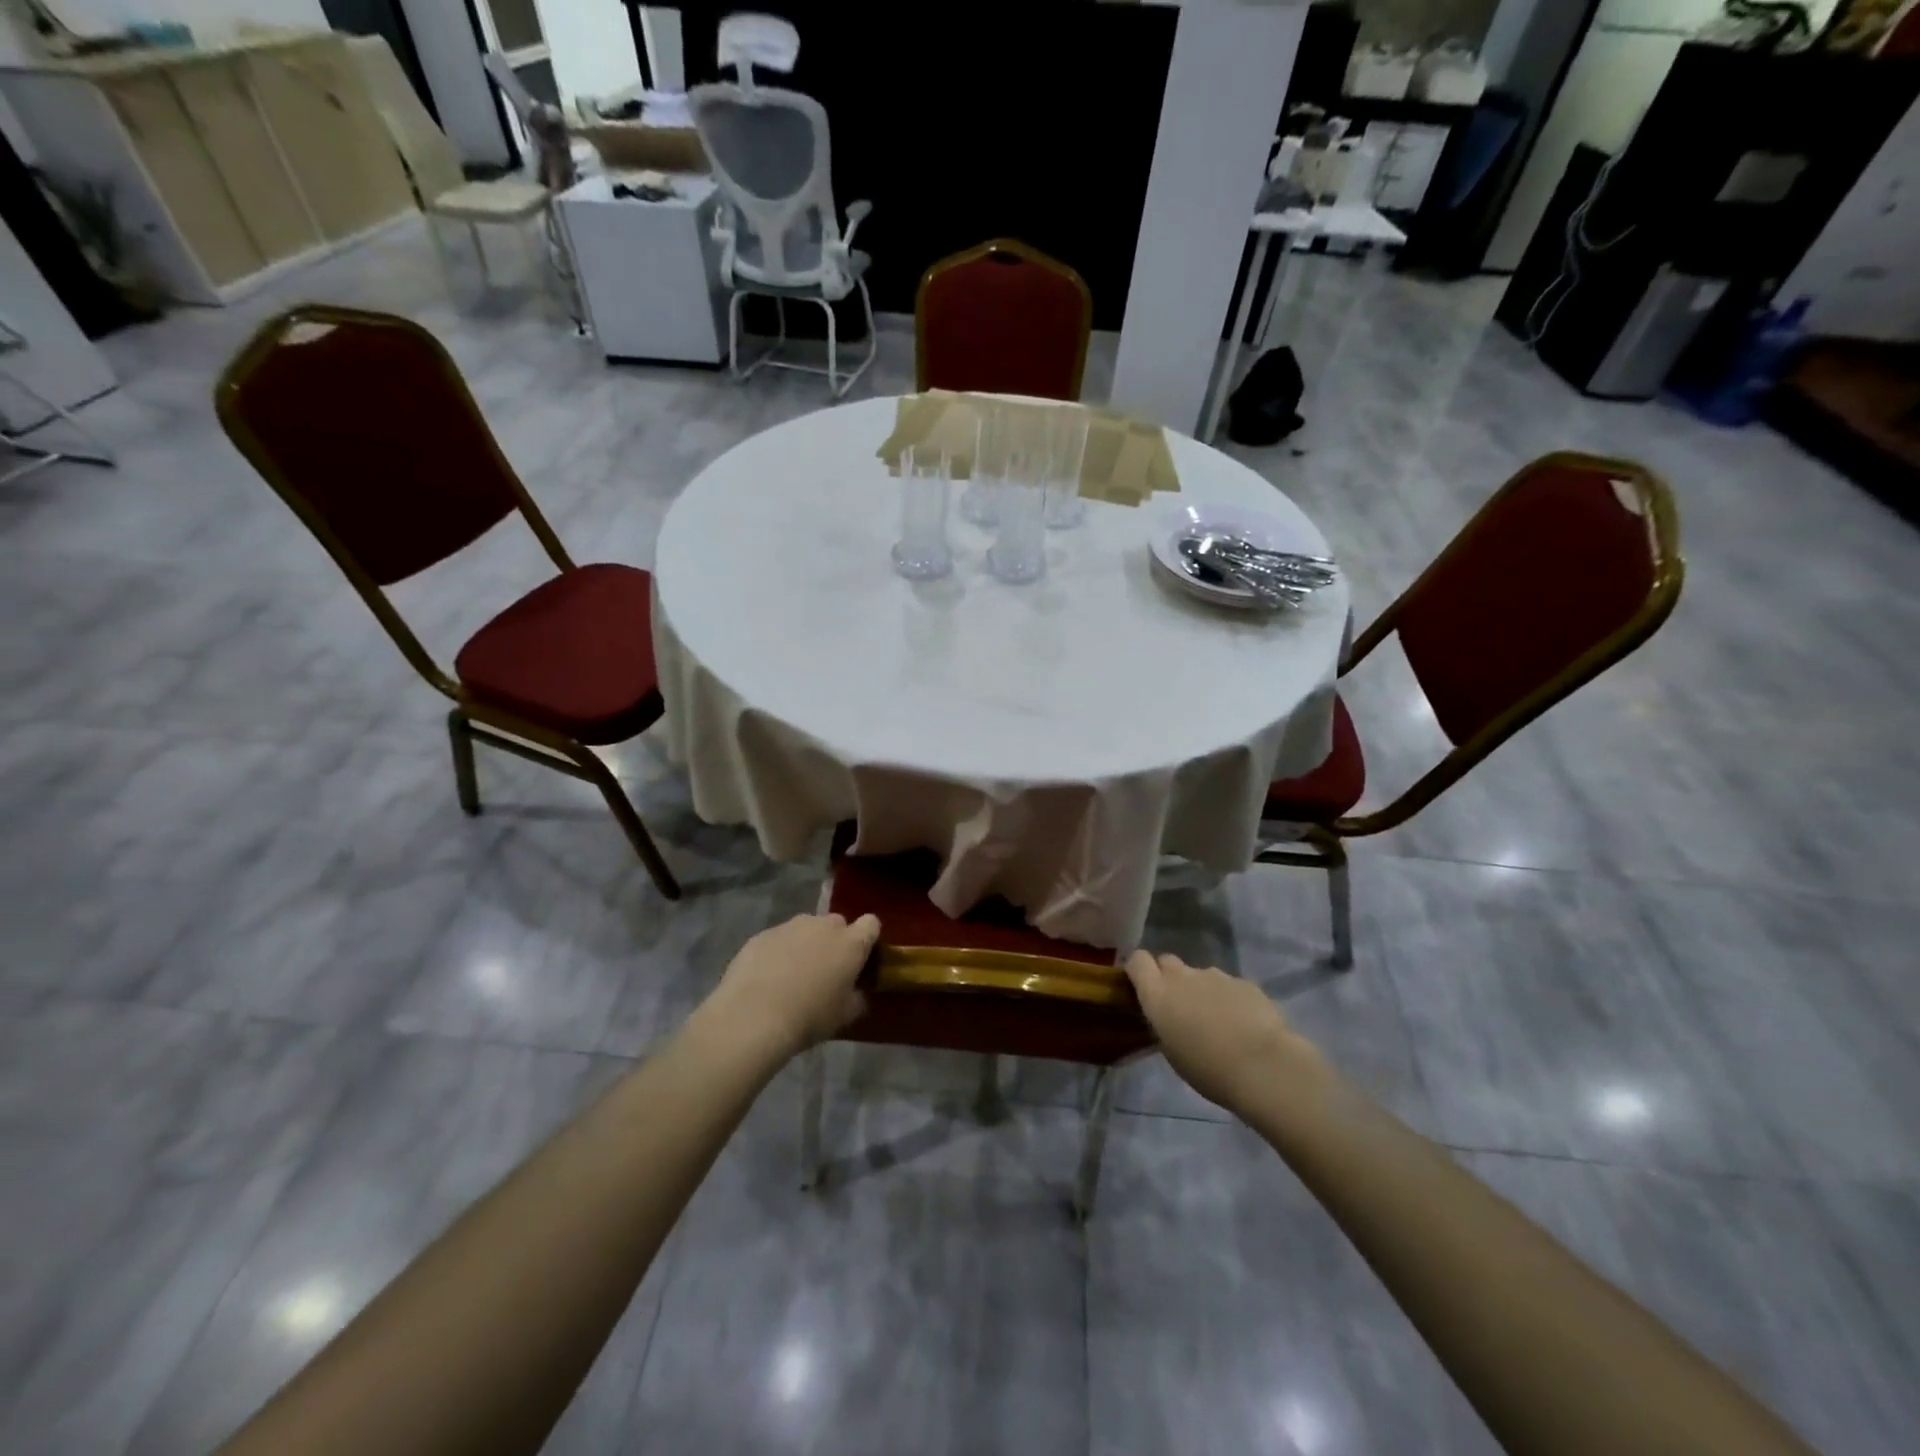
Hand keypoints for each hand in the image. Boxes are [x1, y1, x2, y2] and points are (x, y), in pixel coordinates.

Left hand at [699, 913, 880, 1063]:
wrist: (753, 1016)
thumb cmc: (809, 1017)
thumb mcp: (844, 1015)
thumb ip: (857, 998)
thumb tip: (857, 993)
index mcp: (851, 943)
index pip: (871, 924)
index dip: (867, 938)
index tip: (861, 957)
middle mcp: (824, 926)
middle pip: (837, 924)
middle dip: (834, 941)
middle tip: (825, 970)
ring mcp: (791, 926)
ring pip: (806, 929)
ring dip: (805, 944)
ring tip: (792, 974)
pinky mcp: (763, 934)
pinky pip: (779, 938)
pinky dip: (778, 951)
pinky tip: (767, 977)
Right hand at [1124, 951, 1324, 1115]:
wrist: (1264, 1066)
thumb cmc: (1209, 1069)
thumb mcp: (1172, 1052)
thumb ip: (1165, 1024)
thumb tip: (1170, 1016)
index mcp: (1158, 994)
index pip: (1137, 960)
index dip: (1138, 969)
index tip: (1142, 986)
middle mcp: (1183, 977)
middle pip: (1167, 961)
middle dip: (1169, 977)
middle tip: (1180, 1007)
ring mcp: (1215, 975)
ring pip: (1200, 975)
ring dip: (1202, 991)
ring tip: (1218, 1023)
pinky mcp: (1244, 982)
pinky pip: (1228, 986)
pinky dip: (1230, 999)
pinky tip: (1243, 1025)